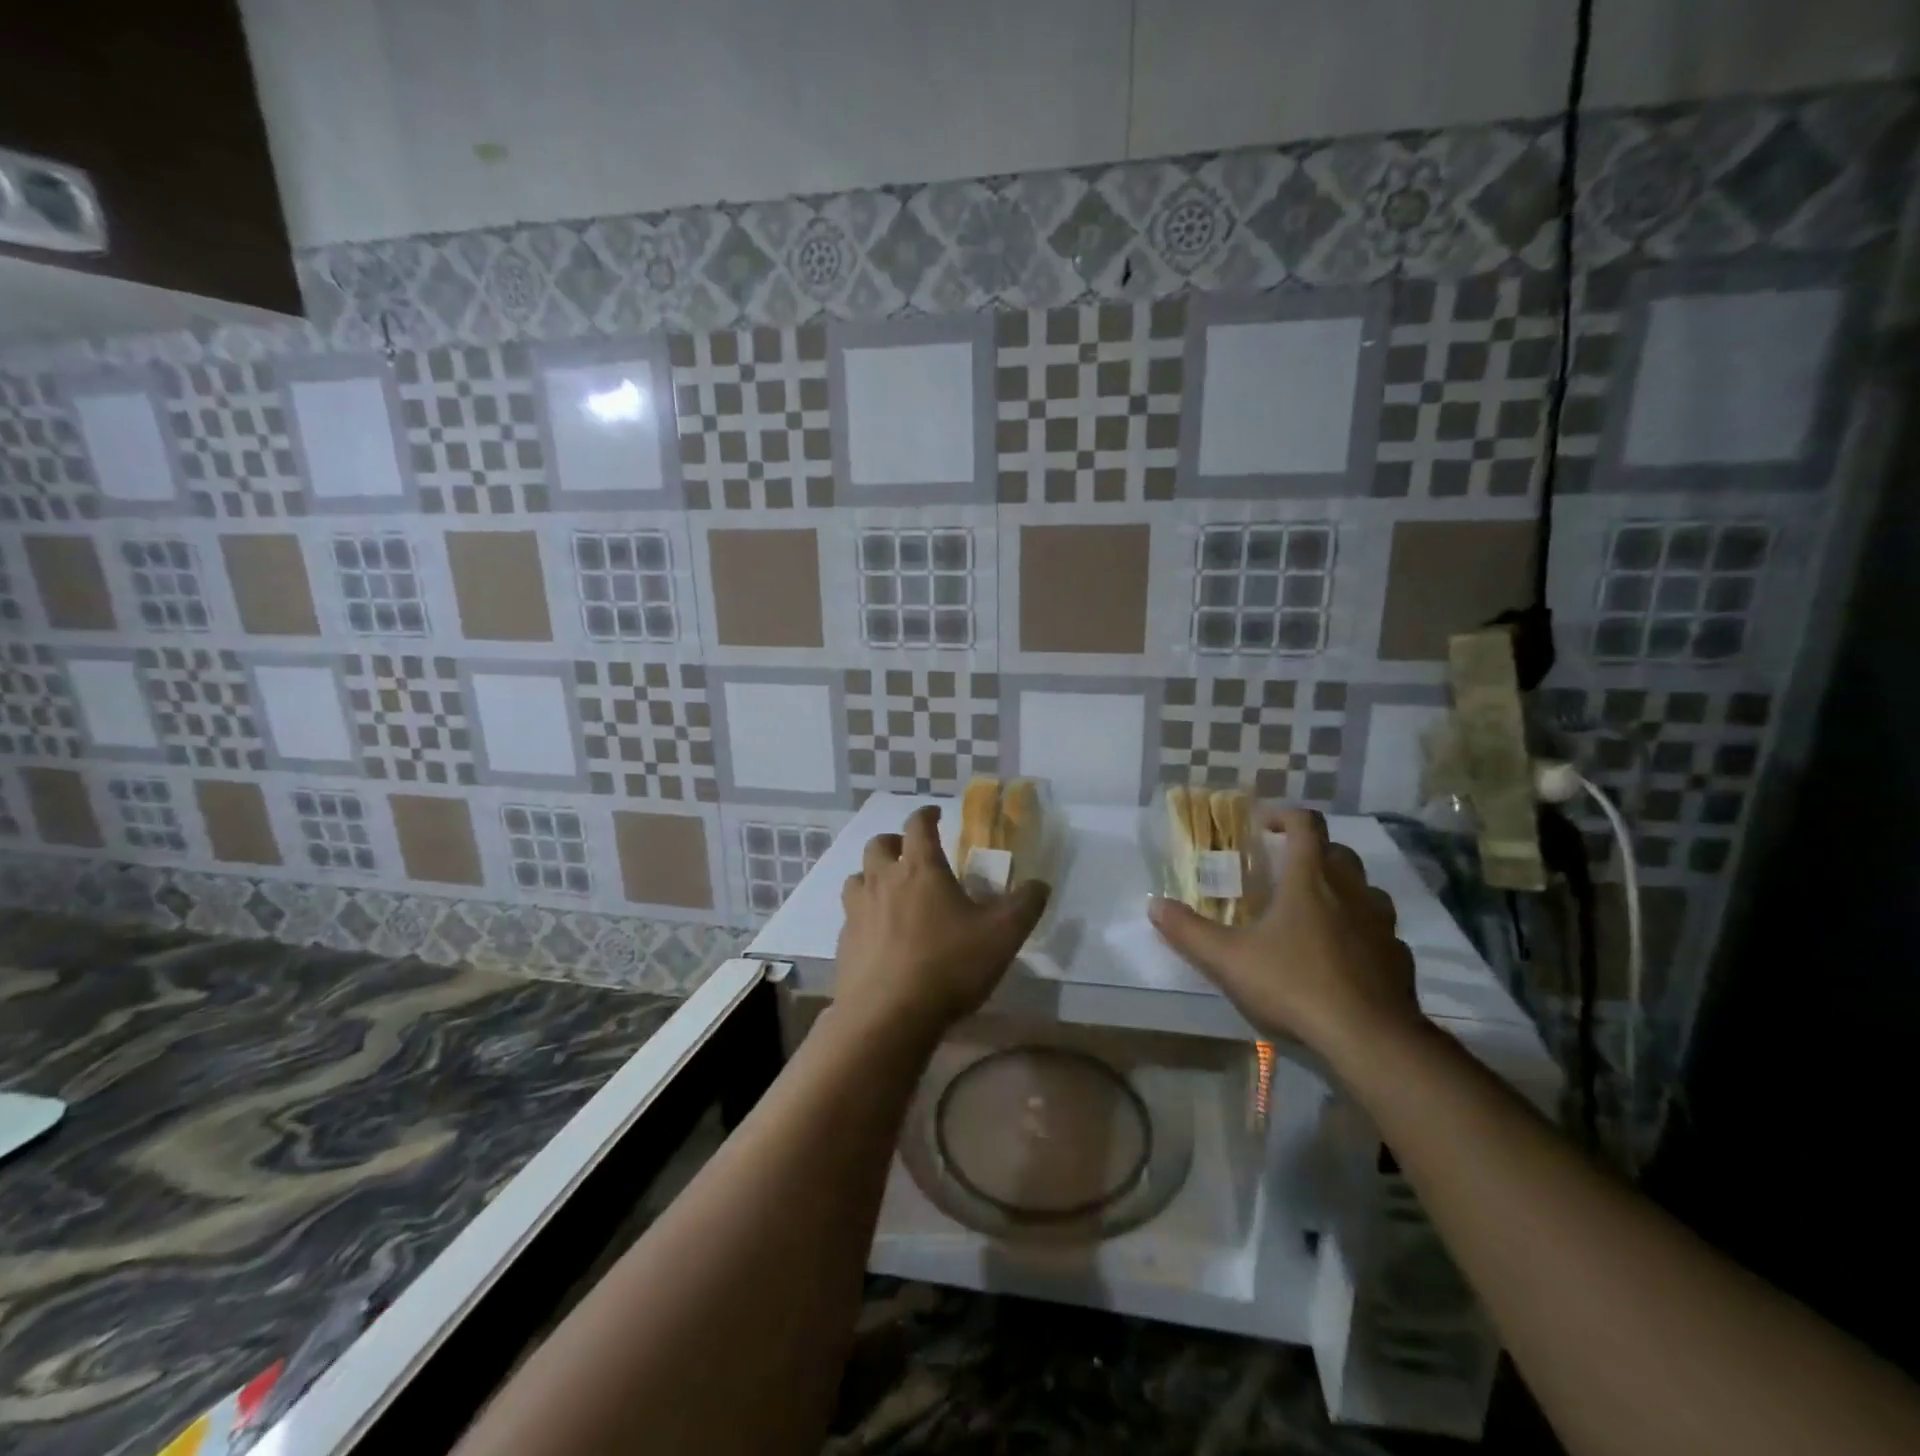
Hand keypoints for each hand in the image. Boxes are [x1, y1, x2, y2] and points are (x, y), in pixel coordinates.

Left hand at [836, 805, 1049, 1039]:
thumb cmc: (948, 965)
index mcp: (920, 869)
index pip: (918, 826)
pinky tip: (878, 934)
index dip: (927, 815)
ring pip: (857, 878)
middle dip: (894, 842)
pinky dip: (863, 914)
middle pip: (878, 845)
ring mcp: (857, 912)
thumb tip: (1039, 884)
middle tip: (910, 852)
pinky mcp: (844, 943)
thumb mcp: (1003, 936)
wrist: (888, 1017)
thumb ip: (1025, 905)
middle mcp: (883, 881)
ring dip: (872, 875)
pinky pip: (850, 916)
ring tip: (890, 890)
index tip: (935, 814)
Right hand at [1148, 807, 1420, 1055]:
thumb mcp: (1227, 959)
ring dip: (1342, 889)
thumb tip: (1154, 904)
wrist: (1370, 1039)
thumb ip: (1188, 931)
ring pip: (1366, 889)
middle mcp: (1352, 891)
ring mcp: (1382, 925)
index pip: (1306, 824)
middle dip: (1311, 852)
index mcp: (1310, 879)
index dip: (1284, 816)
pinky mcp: (1399, 958)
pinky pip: (1380, 931)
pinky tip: (1342, 958)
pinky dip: (1361, 932)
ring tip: (1314, 912)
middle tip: (1284, 871)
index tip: (1263, 826)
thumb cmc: (1294, 985)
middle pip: (1338, 852)